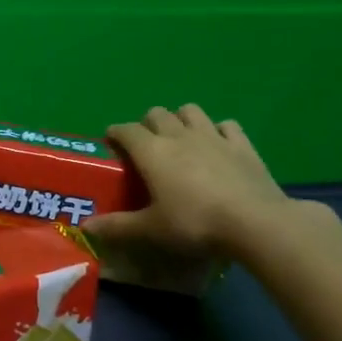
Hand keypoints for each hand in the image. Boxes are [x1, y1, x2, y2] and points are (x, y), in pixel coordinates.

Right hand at [85, 105, 298, 273]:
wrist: (255, 223)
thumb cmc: (194, 223)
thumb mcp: (151, 230)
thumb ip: (117, 226)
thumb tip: (85, 226)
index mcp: (151, 151)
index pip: (125, 130)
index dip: (114, 134)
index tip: (110, 143)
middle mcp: (178, 135)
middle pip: (156, 113)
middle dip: (146, 124)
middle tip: (146, 147)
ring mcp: (213, 136)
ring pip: (190, 111)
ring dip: (181, 119)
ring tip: (180, 140)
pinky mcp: (242, 145)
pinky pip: (226, 126)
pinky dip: (218, 131)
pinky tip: (218, 145)